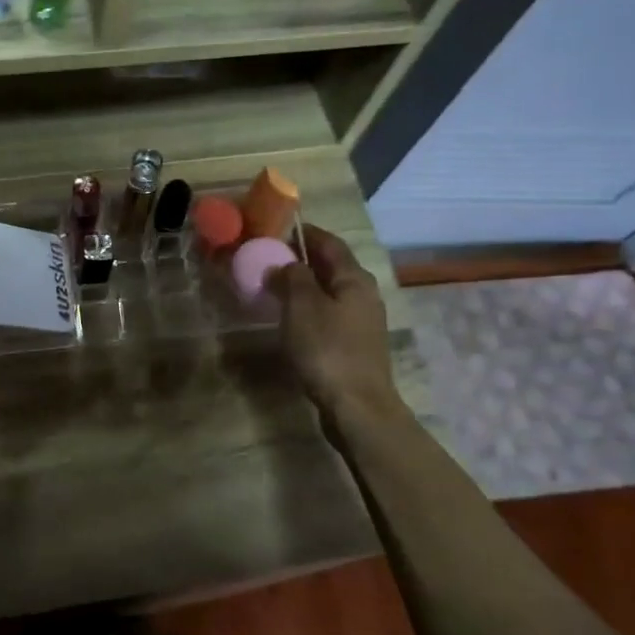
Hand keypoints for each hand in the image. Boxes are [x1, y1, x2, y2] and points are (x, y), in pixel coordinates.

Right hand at [269, 227, 402, 422]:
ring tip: (275, 287)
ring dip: (305, 285)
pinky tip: (291, 318)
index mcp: (354, 278)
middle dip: (303, 259)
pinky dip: (310, 308)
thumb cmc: (327, 349)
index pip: (329, 243)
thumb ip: (291, 278)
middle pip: (332, 266)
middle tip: (270, 258)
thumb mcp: (302, 306)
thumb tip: (282, 264)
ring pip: (330, 291)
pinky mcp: (356, 345)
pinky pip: (329, 314)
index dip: (305, 233)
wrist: (357, 406)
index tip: (277, 228)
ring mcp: (363, 321)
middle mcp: (364, 294)